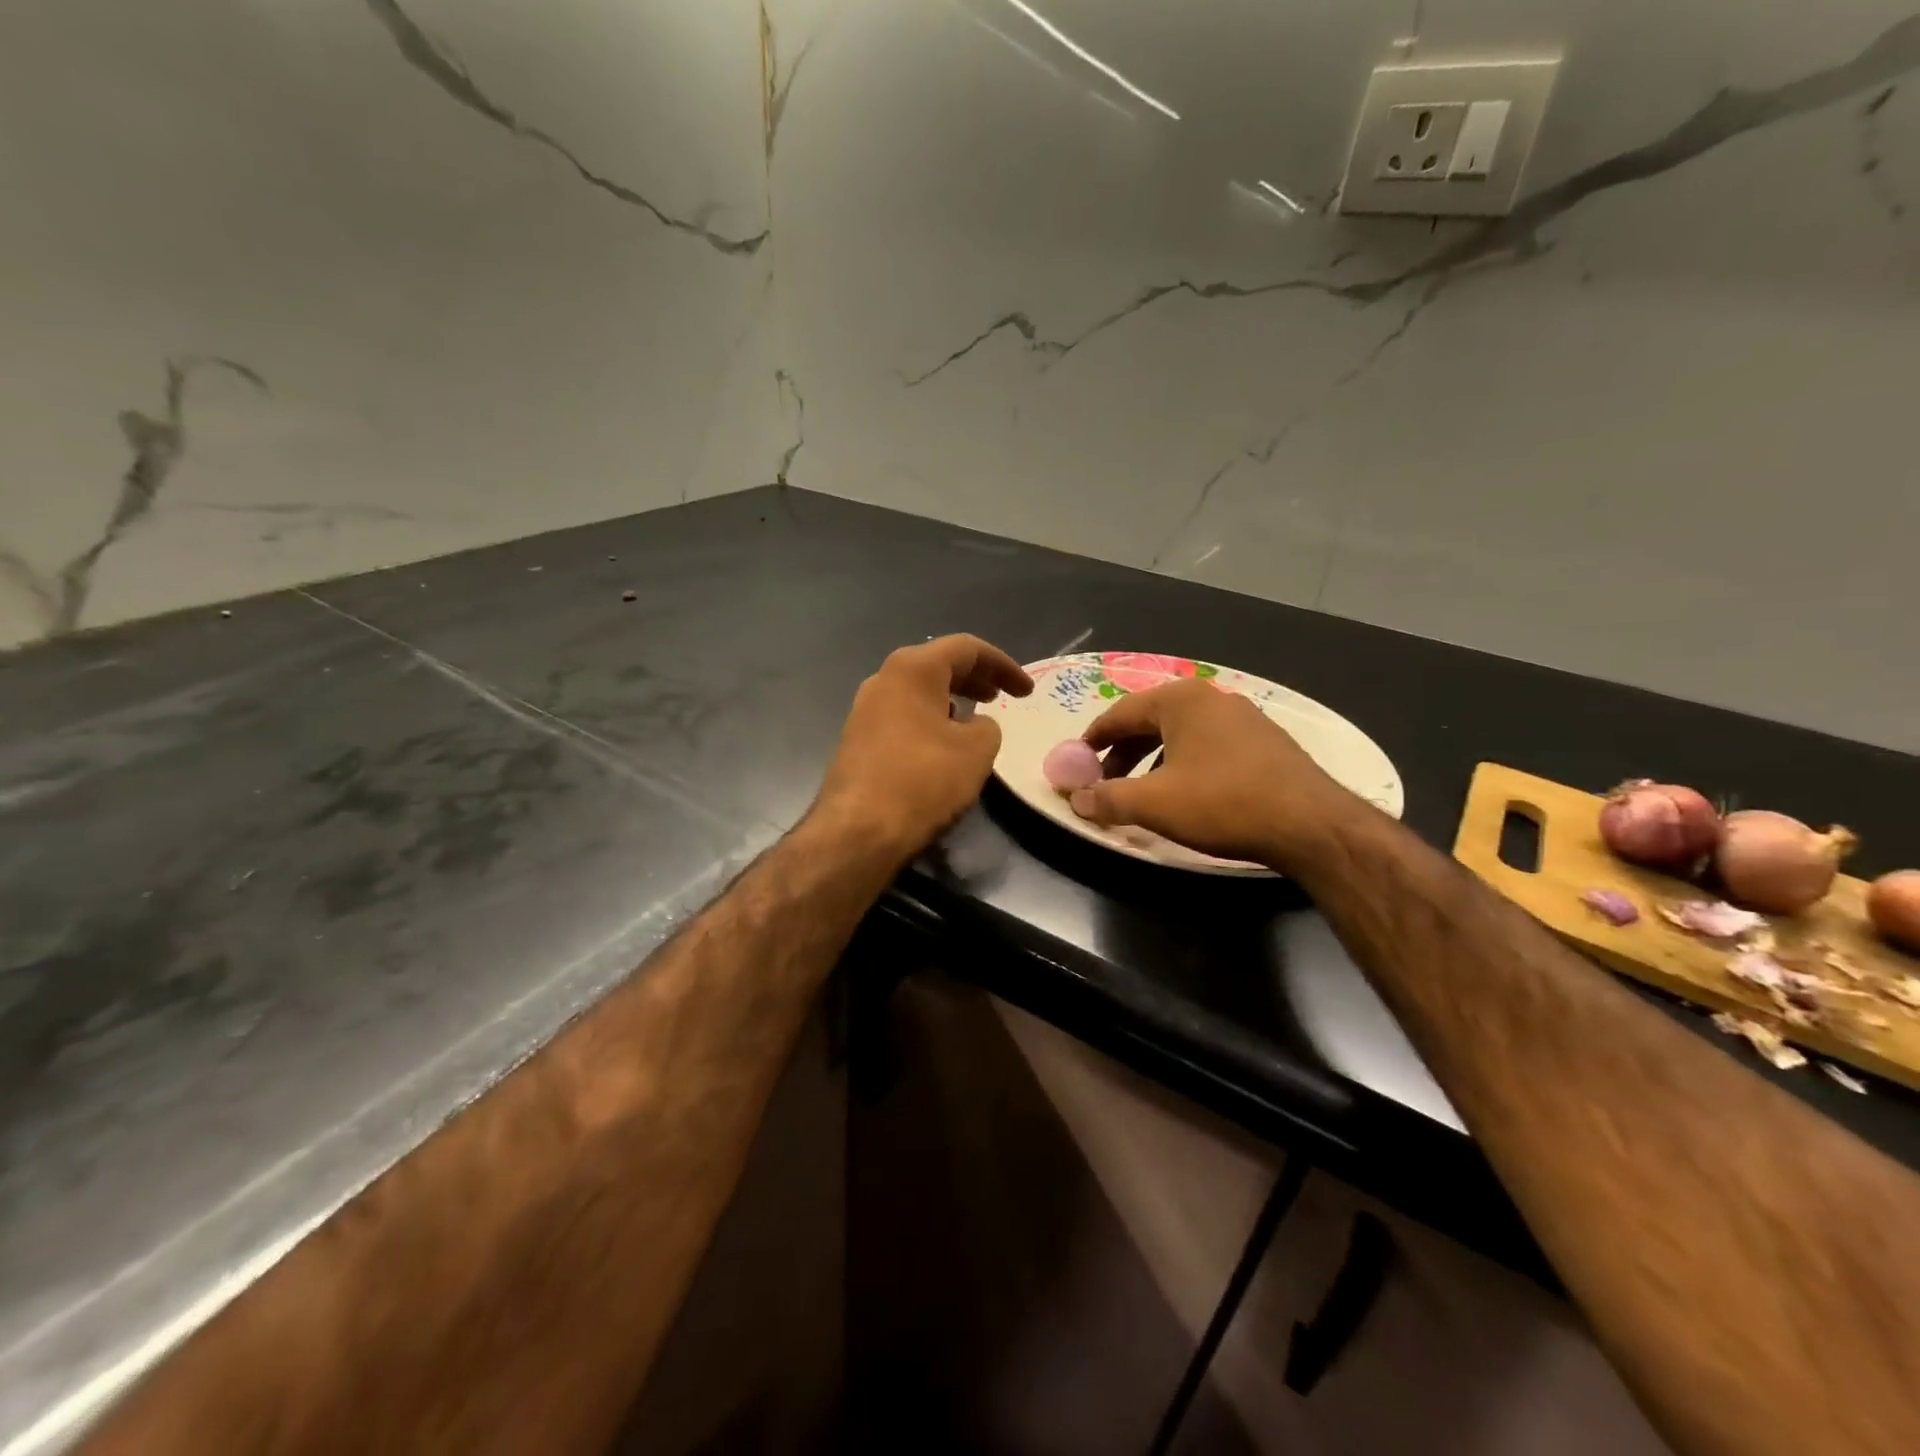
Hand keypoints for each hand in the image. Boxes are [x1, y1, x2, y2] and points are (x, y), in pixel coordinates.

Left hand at [815, 635, 1032, 860]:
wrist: (858, 830)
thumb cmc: (924, 779)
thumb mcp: (977, 750)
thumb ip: (987, 726)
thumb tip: (974, 725)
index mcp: (913, 668)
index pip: (967, 648)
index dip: (1003, 665)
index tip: (1027, 691)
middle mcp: (884, 679)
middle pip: (938, 665)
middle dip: (976, 678)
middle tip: (1002, 697)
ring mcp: (865, 710)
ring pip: (918, 691)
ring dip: (952, 700)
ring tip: (975, 720)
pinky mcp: (857, 739)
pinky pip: (903, 716)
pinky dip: (930, 720)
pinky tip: (943, 745)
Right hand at [1070, 679, 1357, 868]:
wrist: (1310, 824)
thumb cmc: (1222, 803)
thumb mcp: (1153, 803)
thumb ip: (1107, 798)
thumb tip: (1076, 800)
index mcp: (1180, 700)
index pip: (1120, 713)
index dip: (1093, 740)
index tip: (1077, 762)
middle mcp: (1211, 698)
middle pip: (1150, 721)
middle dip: (1123, 753)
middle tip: (1106, 782)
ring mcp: (1244, 717)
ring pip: (1181, 734)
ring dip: (1153, 761)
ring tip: (1144, 793)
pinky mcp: (1266, 742)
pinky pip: (1209, 746)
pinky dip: (1185, 764)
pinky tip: (1189, 794)